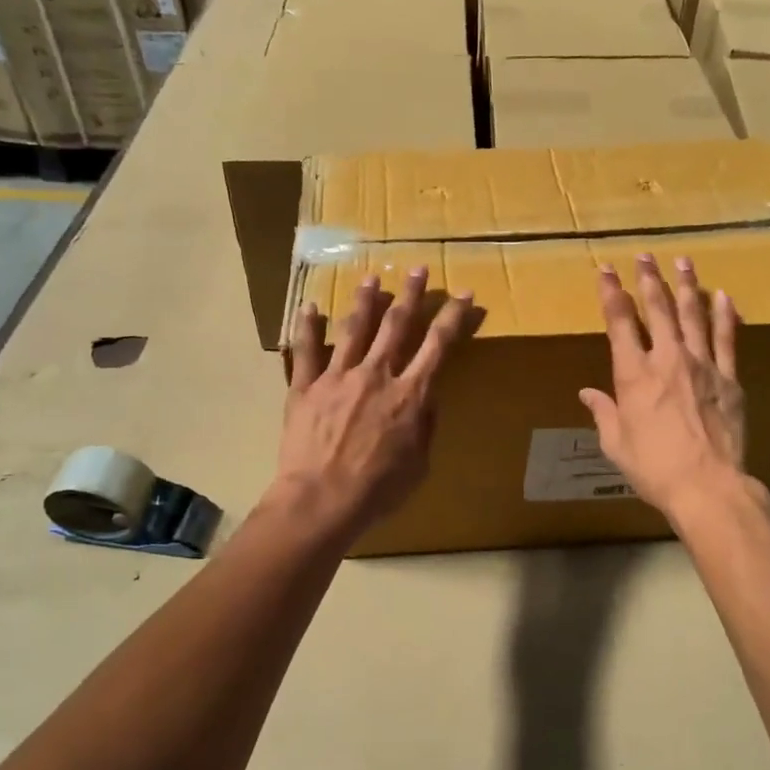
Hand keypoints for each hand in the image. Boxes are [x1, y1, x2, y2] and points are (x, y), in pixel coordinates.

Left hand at [270, 266, 474, 538]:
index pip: (438, 345)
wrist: (322, 500)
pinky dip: (307, 326)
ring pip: (355, 328)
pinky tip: (309, 306)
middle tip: (418, 269)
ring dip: (366, 301)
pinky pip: (306, 350)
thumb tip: (428, 396)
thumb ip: (425, 425)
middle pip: (397, 325)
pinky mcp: (306, 386)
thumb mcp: (420, 464)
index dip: (453, 317)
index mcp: (409, 393)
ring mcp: (338, 376)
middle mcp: (376, 374)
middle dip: (410, 294)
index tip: (463, 294)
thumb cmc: (378, 490)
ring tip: (372, 279)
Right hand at [579, 253, 746, 520]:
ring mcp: (702, 365)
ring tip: (683, 262)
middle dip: (648, 280)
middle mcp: (667, 360)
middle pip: (658, 310)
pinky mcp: (728, 379)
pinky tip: (723, 295)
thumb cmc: (653, 467)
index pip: (620, 323)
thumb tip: (587, 393)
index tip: (606, 270)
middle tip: (645, 256)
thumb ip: (603, 412)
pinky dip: (724, 315)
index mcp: (633, 375)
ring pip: (693, 315)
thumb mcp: (616, 443)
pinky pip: (727, 339)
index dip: (611, 293)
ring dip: (686, 286)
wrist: (707, 486)